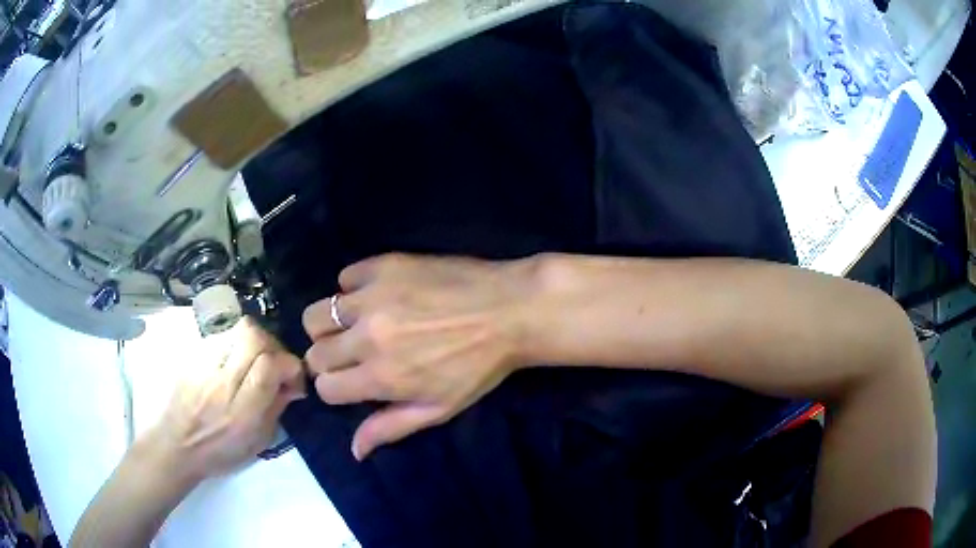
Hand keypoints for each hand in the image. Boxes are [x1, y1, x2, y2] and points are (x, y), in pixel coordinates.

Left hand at [137, 318, 305, 484]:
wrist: (176, 444)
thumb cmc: (220, 452)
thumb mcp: (257, 442)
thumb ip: (276, 409)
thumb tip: (293, 384)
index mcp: (241, 412)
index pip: (270, 366)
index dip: (289, 366)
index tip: (292, 380)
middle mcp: (222, 382)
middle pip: (254, 337)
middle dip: (274, 346)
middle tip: (275, 364)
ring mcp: (204, 364)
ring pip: (239, 329)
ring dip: (256, 341)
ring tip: (254, 360)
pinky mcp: (193, 354)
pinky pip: (223, 334)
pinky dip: (237, 343)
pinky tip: (233, 361)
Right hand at [303, 254, 534, 459]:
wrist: (510, 310)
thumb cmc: (479, 366)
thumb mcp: (439, 408)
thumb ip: (391, 427)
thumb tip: (354, 451)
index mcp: (381, 376)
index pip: (324, 387)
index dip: (337, 388)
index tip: (353, 381)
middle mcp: (367, 336)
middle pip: (314, 351)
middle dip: (329, 359)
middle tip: (354, 354)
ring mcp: (372, 297)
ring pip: (317, 314)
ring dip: (332, 325)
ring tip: (358, 325)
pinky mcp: (383, 265)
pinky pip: (345, 277)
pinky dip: (354, 288)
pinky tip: (379, 295)